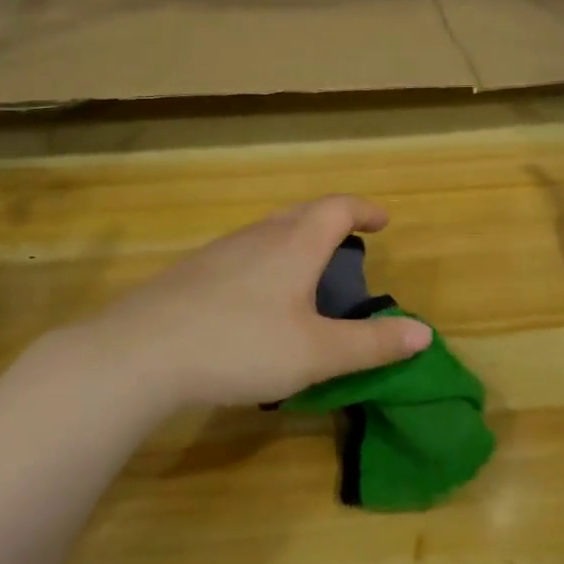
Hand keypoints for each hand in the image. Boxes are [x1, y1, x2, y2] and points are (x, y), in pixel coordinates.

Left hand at [73, 196, 431, 409]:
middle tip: (349, 242)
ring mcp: (220, 251)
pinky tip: (256, 298)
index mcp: (294, 245)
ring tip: (306, 271)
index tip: (384, 220)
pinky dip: (266, 261)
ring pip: (268, 232)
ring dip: (296, 240)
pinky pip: (242, 253)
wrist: (140, 352)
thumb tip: (424, 332)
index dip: (364, 209)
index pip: (337, 209)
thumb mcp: (316, 354)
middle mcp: (258, 236)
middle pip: (301, 213)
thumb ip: (371, 344)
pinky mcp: (192, 272)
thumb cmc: (240, 346)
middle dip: (331, 221)